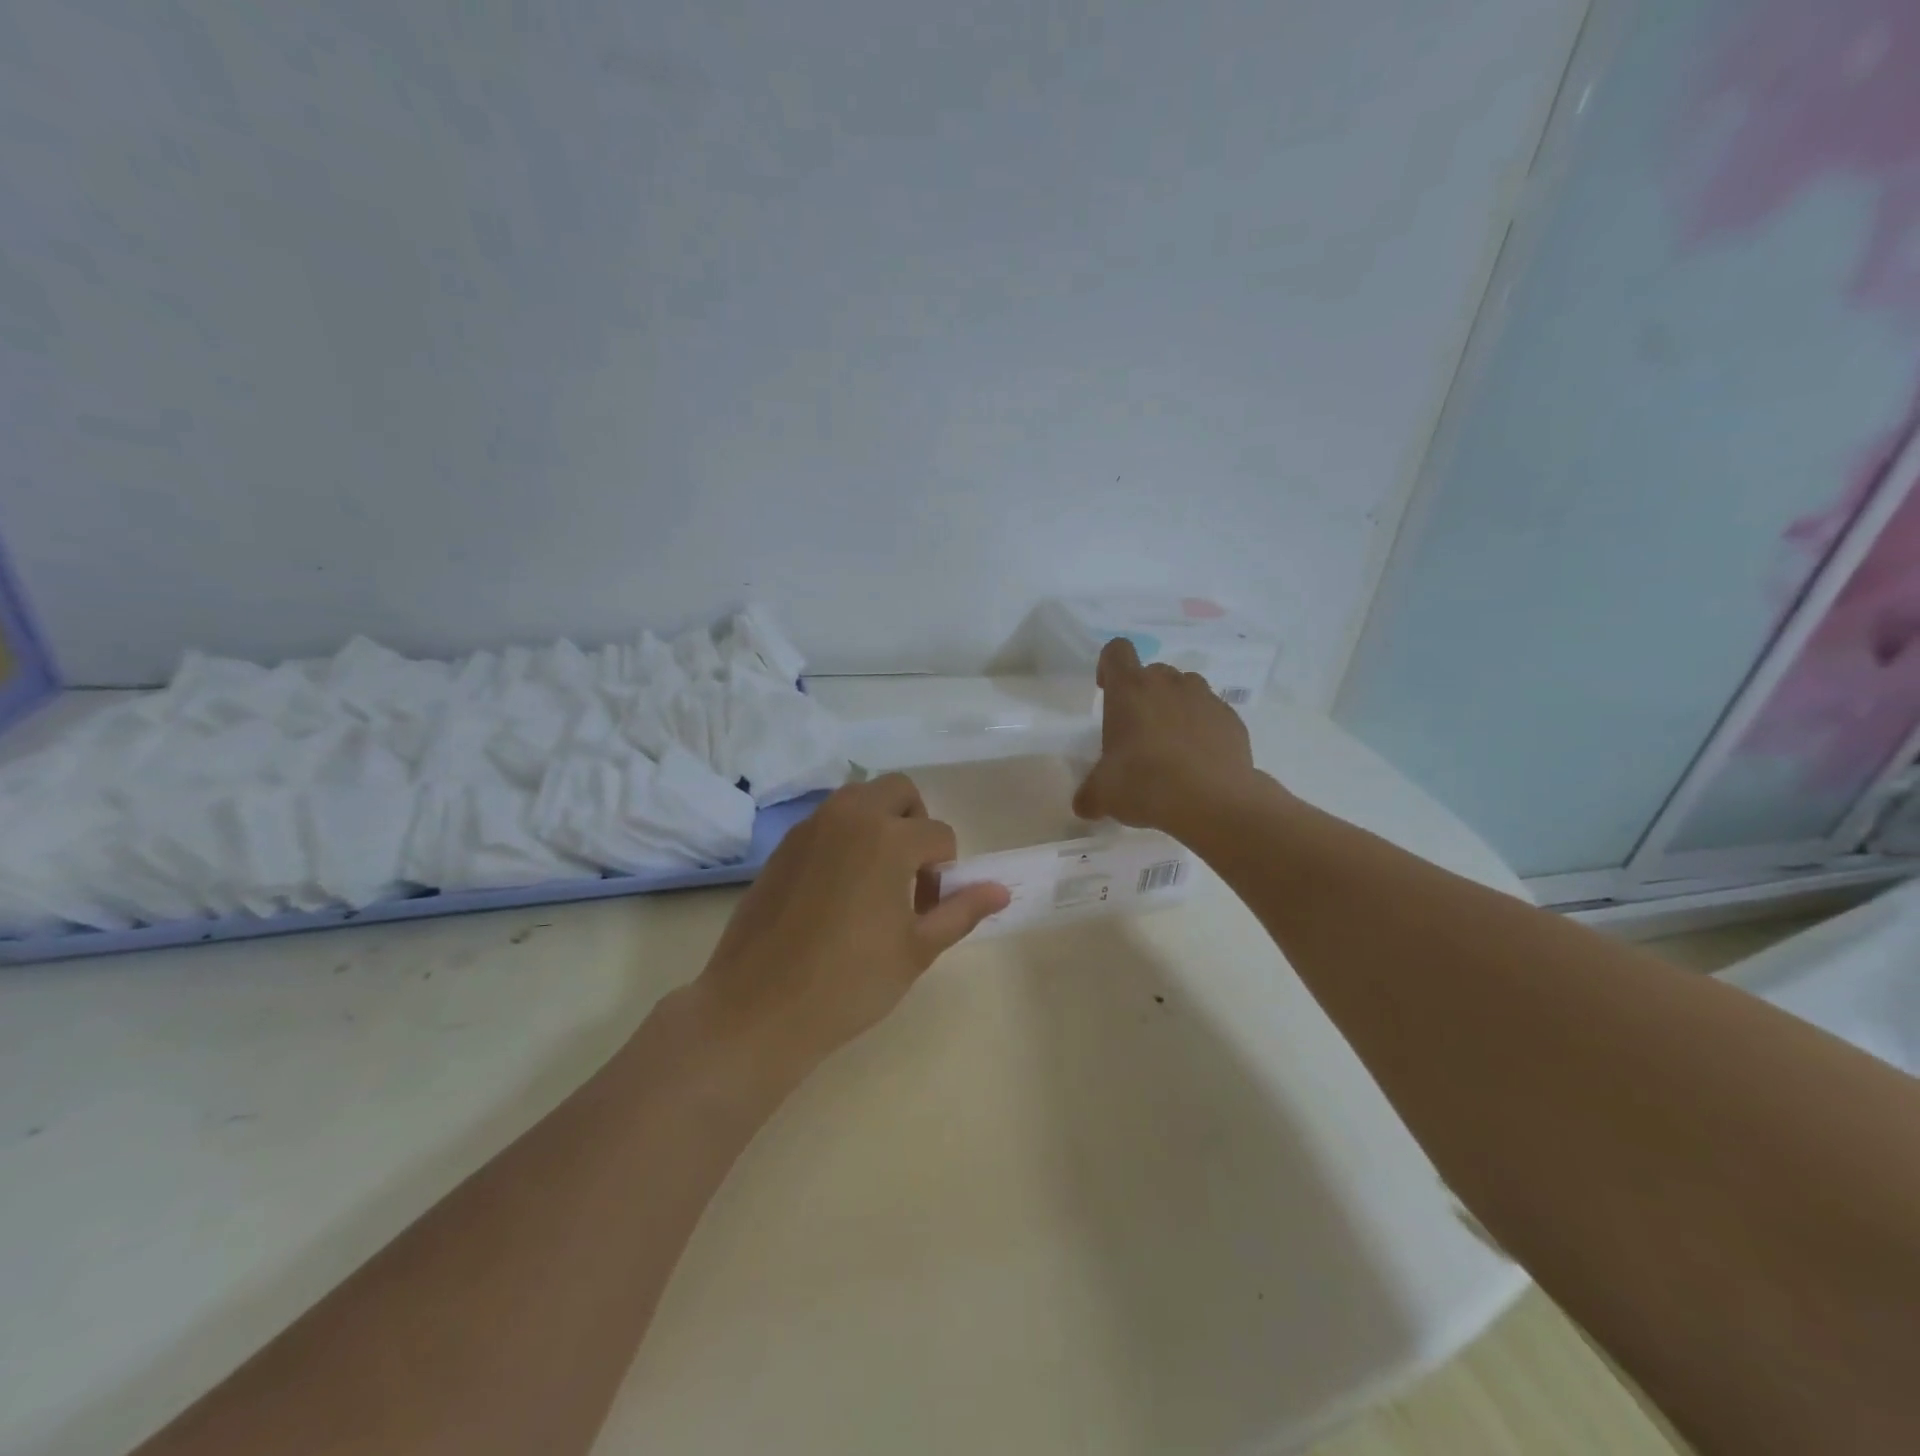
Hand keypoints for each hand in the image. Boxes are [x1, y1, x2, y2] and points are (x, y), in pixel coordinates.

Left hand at [687, 774, 1009, 1078]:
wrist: (758, 1008)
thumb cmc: (849, 983)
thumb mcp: (916, 950)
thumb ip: (961, 910)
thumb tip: (1000, 890)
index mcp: (889, 838)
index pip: (940, 835)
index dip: (945, 872)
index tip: (928, 909)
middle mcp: (850, 817)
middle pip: (899, 790)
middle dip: (916, 823)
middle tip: (911, 874)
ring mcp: (810, 827)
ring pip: (859, 798)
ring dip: (880, 822)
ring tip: (877, 879)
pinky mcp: (783, 845)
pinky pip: (827, 821)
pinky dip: (846, 836)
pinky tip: (839, 889)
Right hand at [1073, 637, 1260, 831]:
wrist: (1213, 802)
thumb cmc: (1145, 785)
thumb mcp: (1103, 795)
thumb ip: (1089, 794)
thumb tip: (1084, 804)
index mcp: (1129, 690)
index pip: (1117, 651)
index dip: (1109, 667)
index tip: (1107, 692)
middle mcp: (1168, 683)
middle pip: (1153, 672)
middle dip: (1144, 694)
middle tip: (1138, 732)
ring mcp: (1205, 698)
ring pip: (1186, 689)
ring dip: (1175, 708)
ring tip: (1172, 746)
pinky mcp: (1232, 719)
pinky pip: (1211, 714)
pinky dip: (1203, 729)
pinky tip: (1199, 762)